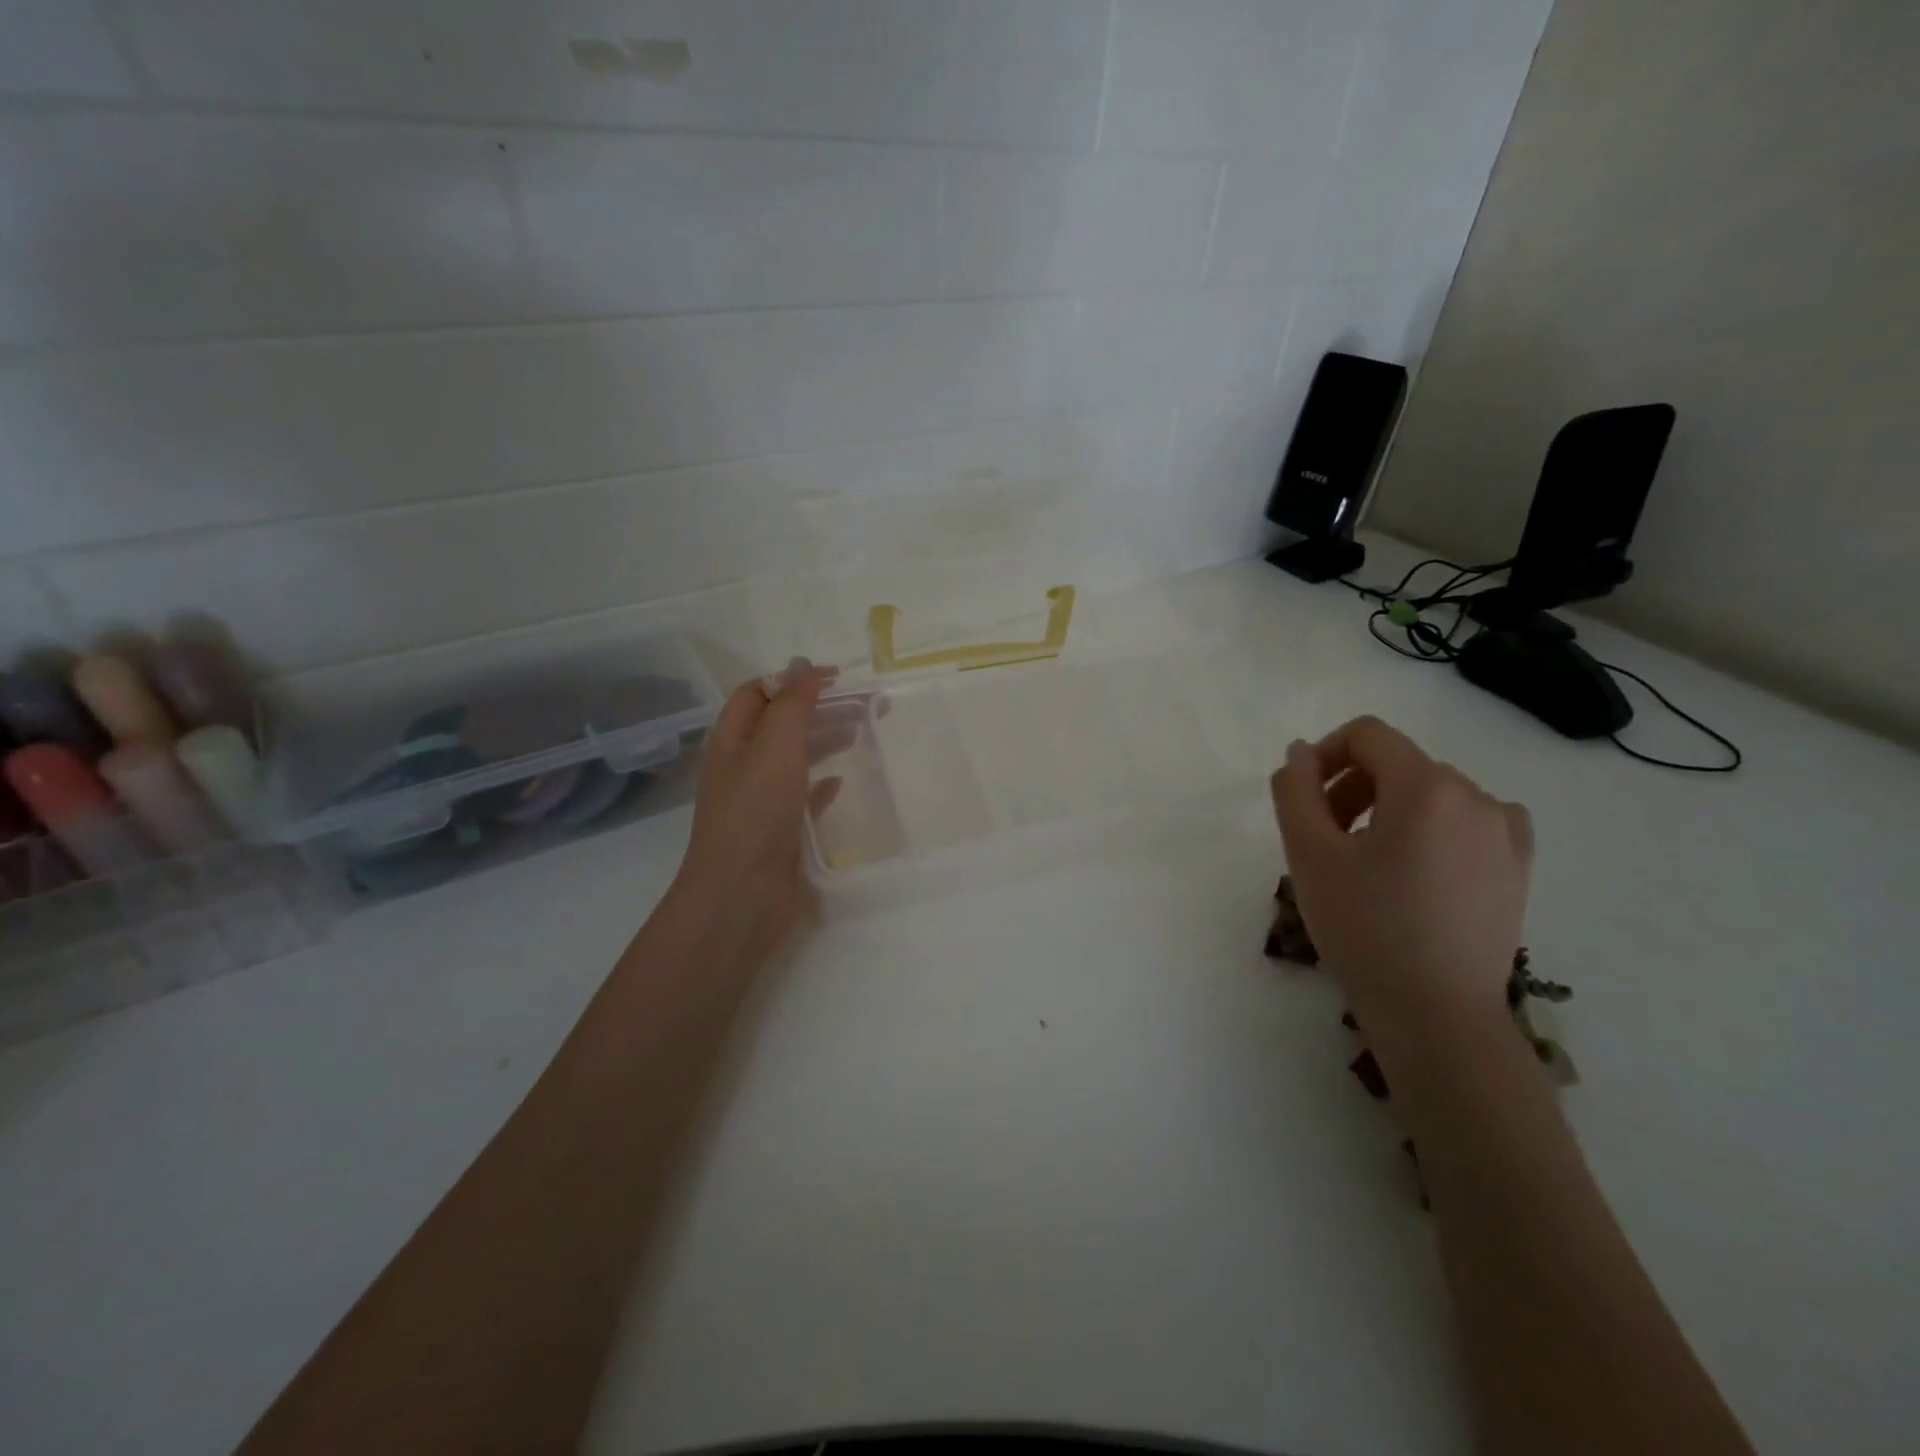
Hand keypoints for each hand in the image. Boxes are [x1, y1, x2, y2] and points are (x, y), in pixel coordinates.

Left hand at [672, 658, 840, 959]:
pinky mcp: (779, 831)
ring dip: (825, 740)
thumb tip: (802, 665)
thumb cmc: (755, 813)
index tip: (838, 679)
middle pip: (781, 722)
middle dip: (818, 707)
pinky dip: (822, 783)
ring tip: (861, 733)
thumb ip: (792, 704)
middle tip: (865, 705)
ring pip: (794, 757)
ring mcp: (760, 800)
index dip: (794, 679)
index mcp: (731, 740)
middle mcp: (742, 765)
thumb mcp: (774, 747)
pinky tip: (842, 782)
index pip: (757, 692)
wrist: (741, 896)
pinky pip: (802, 796)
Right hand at [1269, 716, 1533, 1042]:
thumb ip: (1295, 790)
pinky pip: (1470, 820)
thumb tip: (1300, 754)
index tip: (1304, 799)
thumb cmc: (1364, 927)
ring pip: (1431, 793)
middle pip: (1398, 763)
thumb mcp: (1309, 854)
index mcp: (1426, 786)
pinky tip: (1419, 868)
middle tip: (1325, 839)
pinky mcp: (1519, 866)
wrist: (1436, 1013)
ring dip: (1389, 809)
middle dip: (1353, 787)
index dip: (1325, 754)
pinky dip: (1435, 828)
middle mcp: (1475, 796)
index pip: (1368, 735)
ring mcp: (1505, 832)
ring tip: (1367, 862)